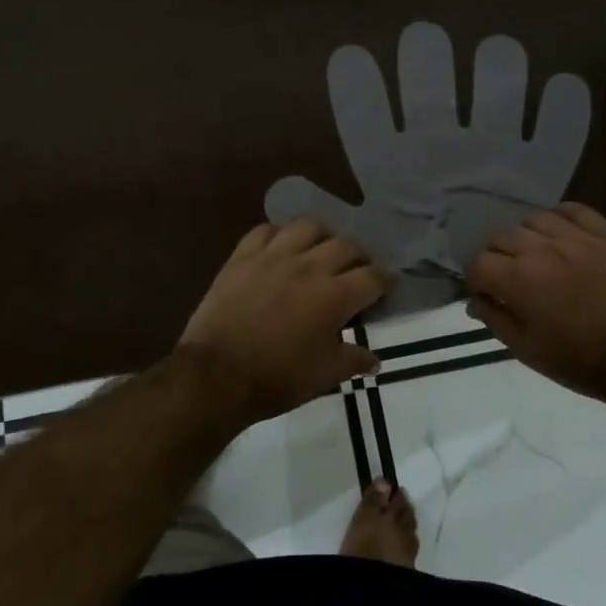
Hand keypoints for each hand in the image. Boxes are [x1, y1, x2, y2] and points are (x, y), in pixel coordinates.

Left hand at [180, 219, 391, 425]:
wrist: (216, 375)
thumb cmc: (277, 378)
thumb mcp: (324, 376)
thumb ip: (353, 361)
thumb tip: (374, 360)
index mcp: (334, 296)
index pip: (373, 276)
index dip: (386, 279)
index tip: (389, 283)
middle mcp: (309, 267)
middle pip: (346, 245)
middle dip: (360, 257)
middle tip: (358, 270)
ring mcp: (273, 257)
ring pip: (308, 227)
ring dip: (322, 236)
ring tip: (321, 250)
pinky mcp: (242, 257)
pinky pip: (265, 230)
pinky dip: (279, 235)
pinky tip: (281, 248)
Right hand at [465, 203, 605, 409]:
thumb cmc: (580, 361)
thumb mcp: (527, 350)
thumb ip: (495, 320)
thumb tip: (475, 301)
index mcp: (519, 280)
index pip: (479, 263)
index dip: (475, 279)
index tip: (484, 293)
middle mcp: (542, 250)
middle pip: (501, 236)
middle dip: (495, 256)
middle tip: (506, 277)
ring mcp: (576, 238)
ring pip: (533, 219)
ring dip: (525, 236)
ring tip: (533, 255)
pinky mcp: (604, 236)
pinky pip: (573, 209)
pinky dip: (559, 217)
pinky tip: (559, 234)